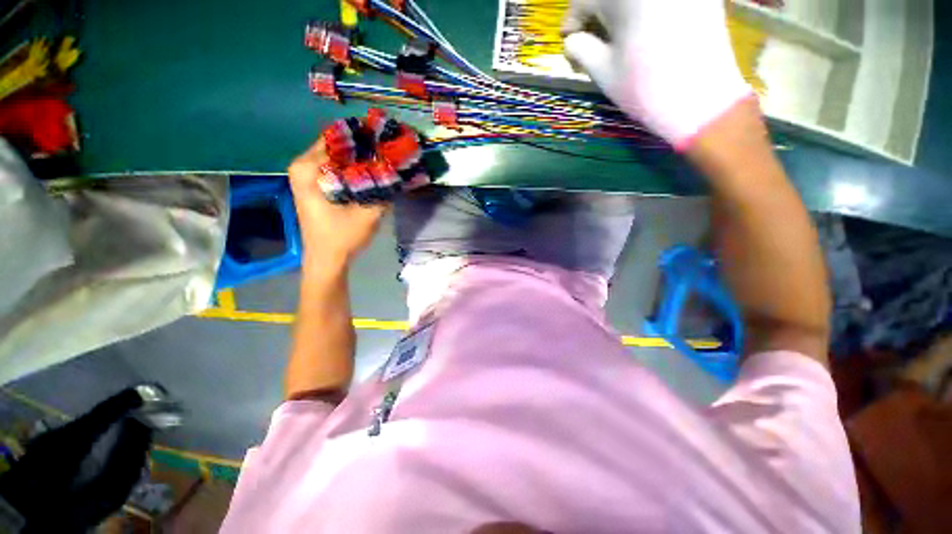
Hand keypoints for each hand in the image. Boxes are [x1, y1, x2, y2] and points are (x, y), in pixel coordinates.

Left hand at [288, 139, 388, 268]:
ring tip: (384, 159)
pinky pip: (337, 167)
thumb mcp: (367, 214)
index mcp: (308, 168)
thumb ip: (384, 190)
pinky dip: (354, 168)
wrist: (326, 259)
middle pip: (339, 145)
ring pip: (339, 156)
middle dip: (365, 146)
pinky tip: (372, 173)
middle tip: (389, 150)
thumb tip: (400, 169)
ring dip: (361, 158)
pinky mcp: (315, 184)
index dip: (365, 136)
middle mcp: (303, 165)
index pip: (339, 138)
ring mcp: (307, 175)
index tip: (387, 138)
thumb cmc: (341, 237)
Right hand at [562, 0, 751, 149]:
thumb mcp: (603, 71)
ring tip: (616, 37)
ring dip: (620, 12)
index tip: (568, 43)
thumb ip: (580, 49)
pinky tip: (643, 30)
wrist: (701, 99)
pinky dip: (645, 11)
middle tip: (590, 41)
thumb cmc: (644, 87)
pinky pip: (659, 2)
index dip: (572, 22)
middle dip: (596, 13)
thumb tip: (572, 41)